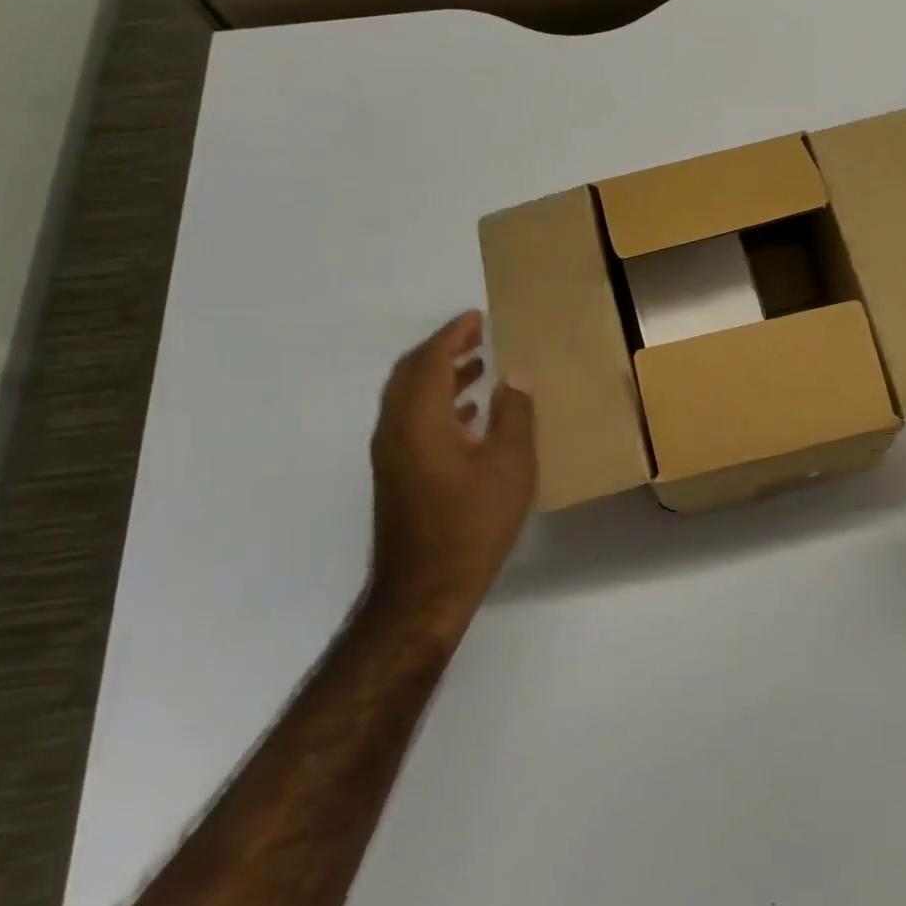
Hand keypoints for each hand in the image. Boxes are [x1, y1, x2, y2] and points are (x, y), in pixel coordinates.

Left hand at [369, 310, 536, 632]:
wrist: (425, 588)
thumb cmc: (473, 522)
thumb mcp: (509, 465)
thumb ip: (514, 415)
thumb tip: (514, 377)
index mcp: (419, 419)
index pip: (430, 360)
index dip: (452, 334)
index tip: (476, 318)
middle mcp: (395, 429)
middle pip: (411, 374)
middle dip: (442, 351)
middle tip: (476, 337)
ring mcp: (391, 454)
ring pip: (410, 399)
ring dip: (440, 378)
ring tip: (478, 369)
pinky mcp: (395, 475)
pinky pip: (412, 422)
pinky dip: (437, 406)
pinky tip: (469, 417)